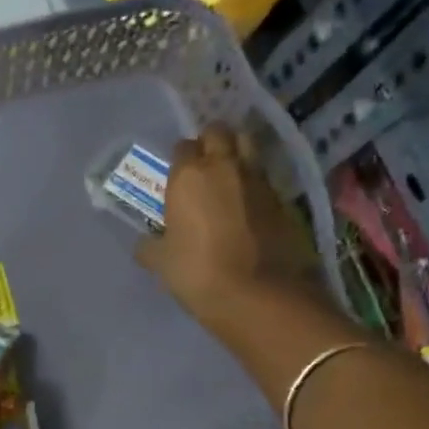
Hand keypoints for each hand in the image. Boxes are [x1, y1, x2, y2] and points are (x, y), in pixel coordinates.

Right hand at [137, 122, 317, 323]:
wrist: (259, 296)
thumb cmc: (198, 273)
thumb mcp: (162, 263)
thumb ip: (151, 247)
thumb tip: (145, 244)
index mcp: (189, 176)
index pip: (183, 146)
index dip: (181, 158)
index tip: (178, 175)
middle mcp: (225, 167)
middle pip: (220, 133)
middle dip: (212, 141)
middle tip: (205, 164)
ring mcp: (259, 181)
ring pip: (249, 148)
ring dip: (238, 155)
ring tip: (230, 177)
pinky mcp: (284, 200)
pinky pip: (265, 179)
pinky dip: (256, 185)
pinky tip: (249, 205)